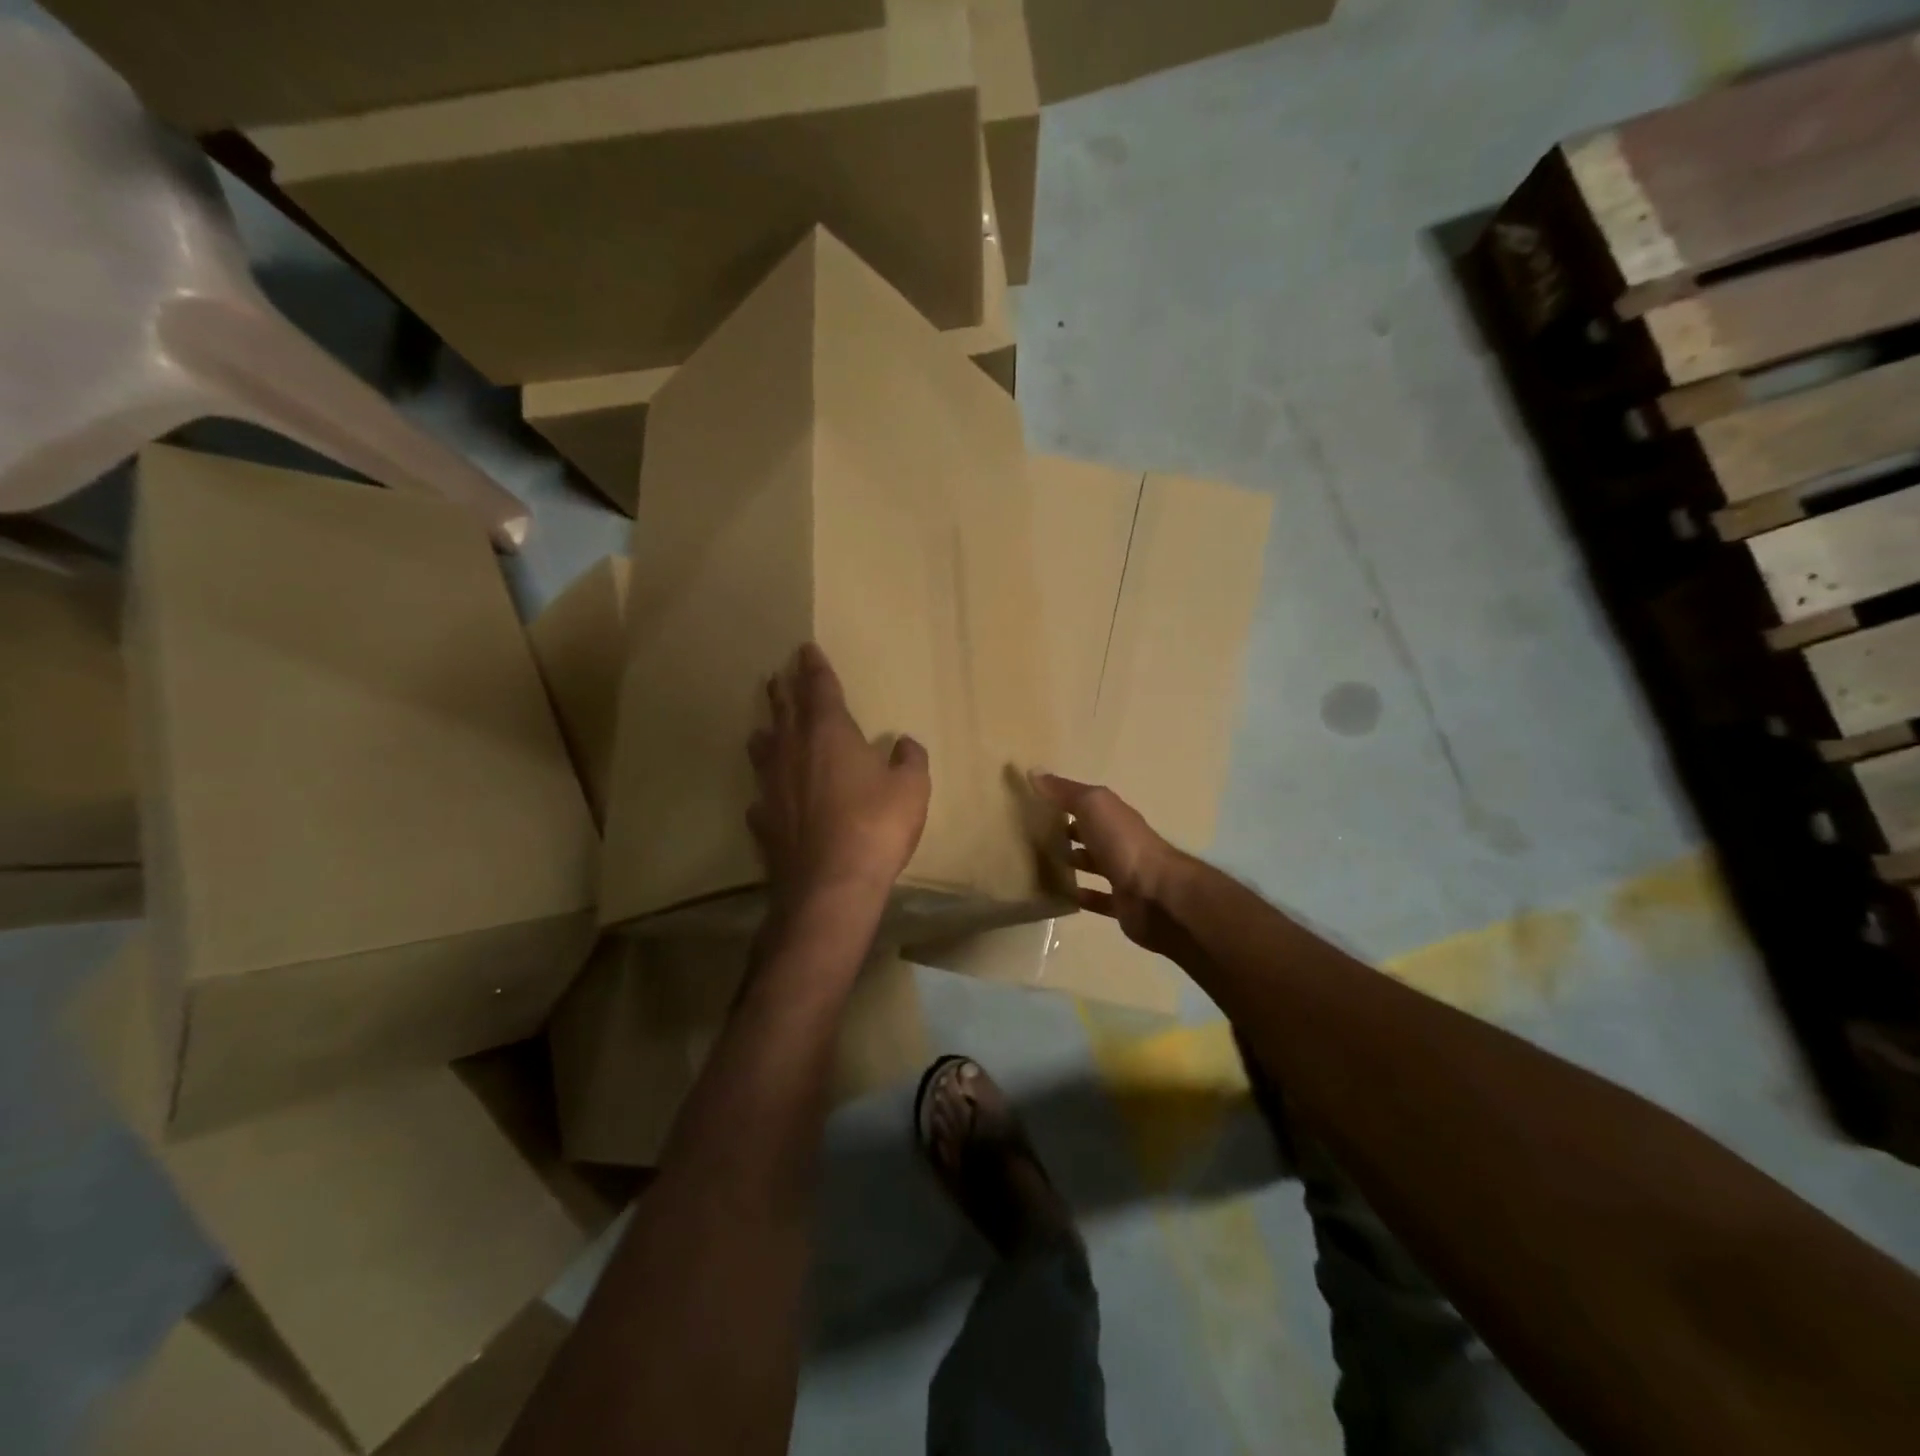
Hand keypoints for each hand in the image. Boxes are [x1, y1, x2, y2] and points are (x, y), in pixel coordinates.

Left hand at [748, 644, 930, 908]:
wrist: (831, 885)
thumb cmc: (876, 826)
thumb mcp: (911, 789)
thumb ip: (909, 760)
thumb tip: (905, 744)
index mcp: (829, 733)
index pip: (819, 688)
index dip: (815, 667)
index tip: (805, 649)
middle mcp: (793, 751)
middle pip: (784, 710)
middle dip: (784, 689)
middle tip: (778, 675)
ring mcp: (772, 786)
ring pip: (763, 748)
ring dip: (767, 732)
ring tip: (766, 728)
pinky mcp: (763, 820)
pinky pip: (762, 796)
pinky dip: (767, 790)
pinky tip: (768, 798)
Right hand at [1031, 772, 1189, 957]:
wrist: (1156, 894)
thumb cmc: (1123, 843)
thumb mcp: (1093, 806)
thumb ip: (1065, 791)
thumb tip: (1033, 771)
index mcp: (1115, 816)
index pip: (1087, 803)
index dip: (1064, 801)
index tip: (1035, 803)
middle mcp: (1121, 841)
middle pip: (1091, 833)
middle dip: (1067, 832)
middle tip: (1033, 835)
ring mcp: (1123, 874)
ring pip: (1094, 864)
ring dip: (1074, 862)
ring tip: (1040, 864)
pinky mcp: (1122, 904)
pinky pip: (1098, 899)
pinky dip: (1082, 897)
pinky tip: (1061, 896)